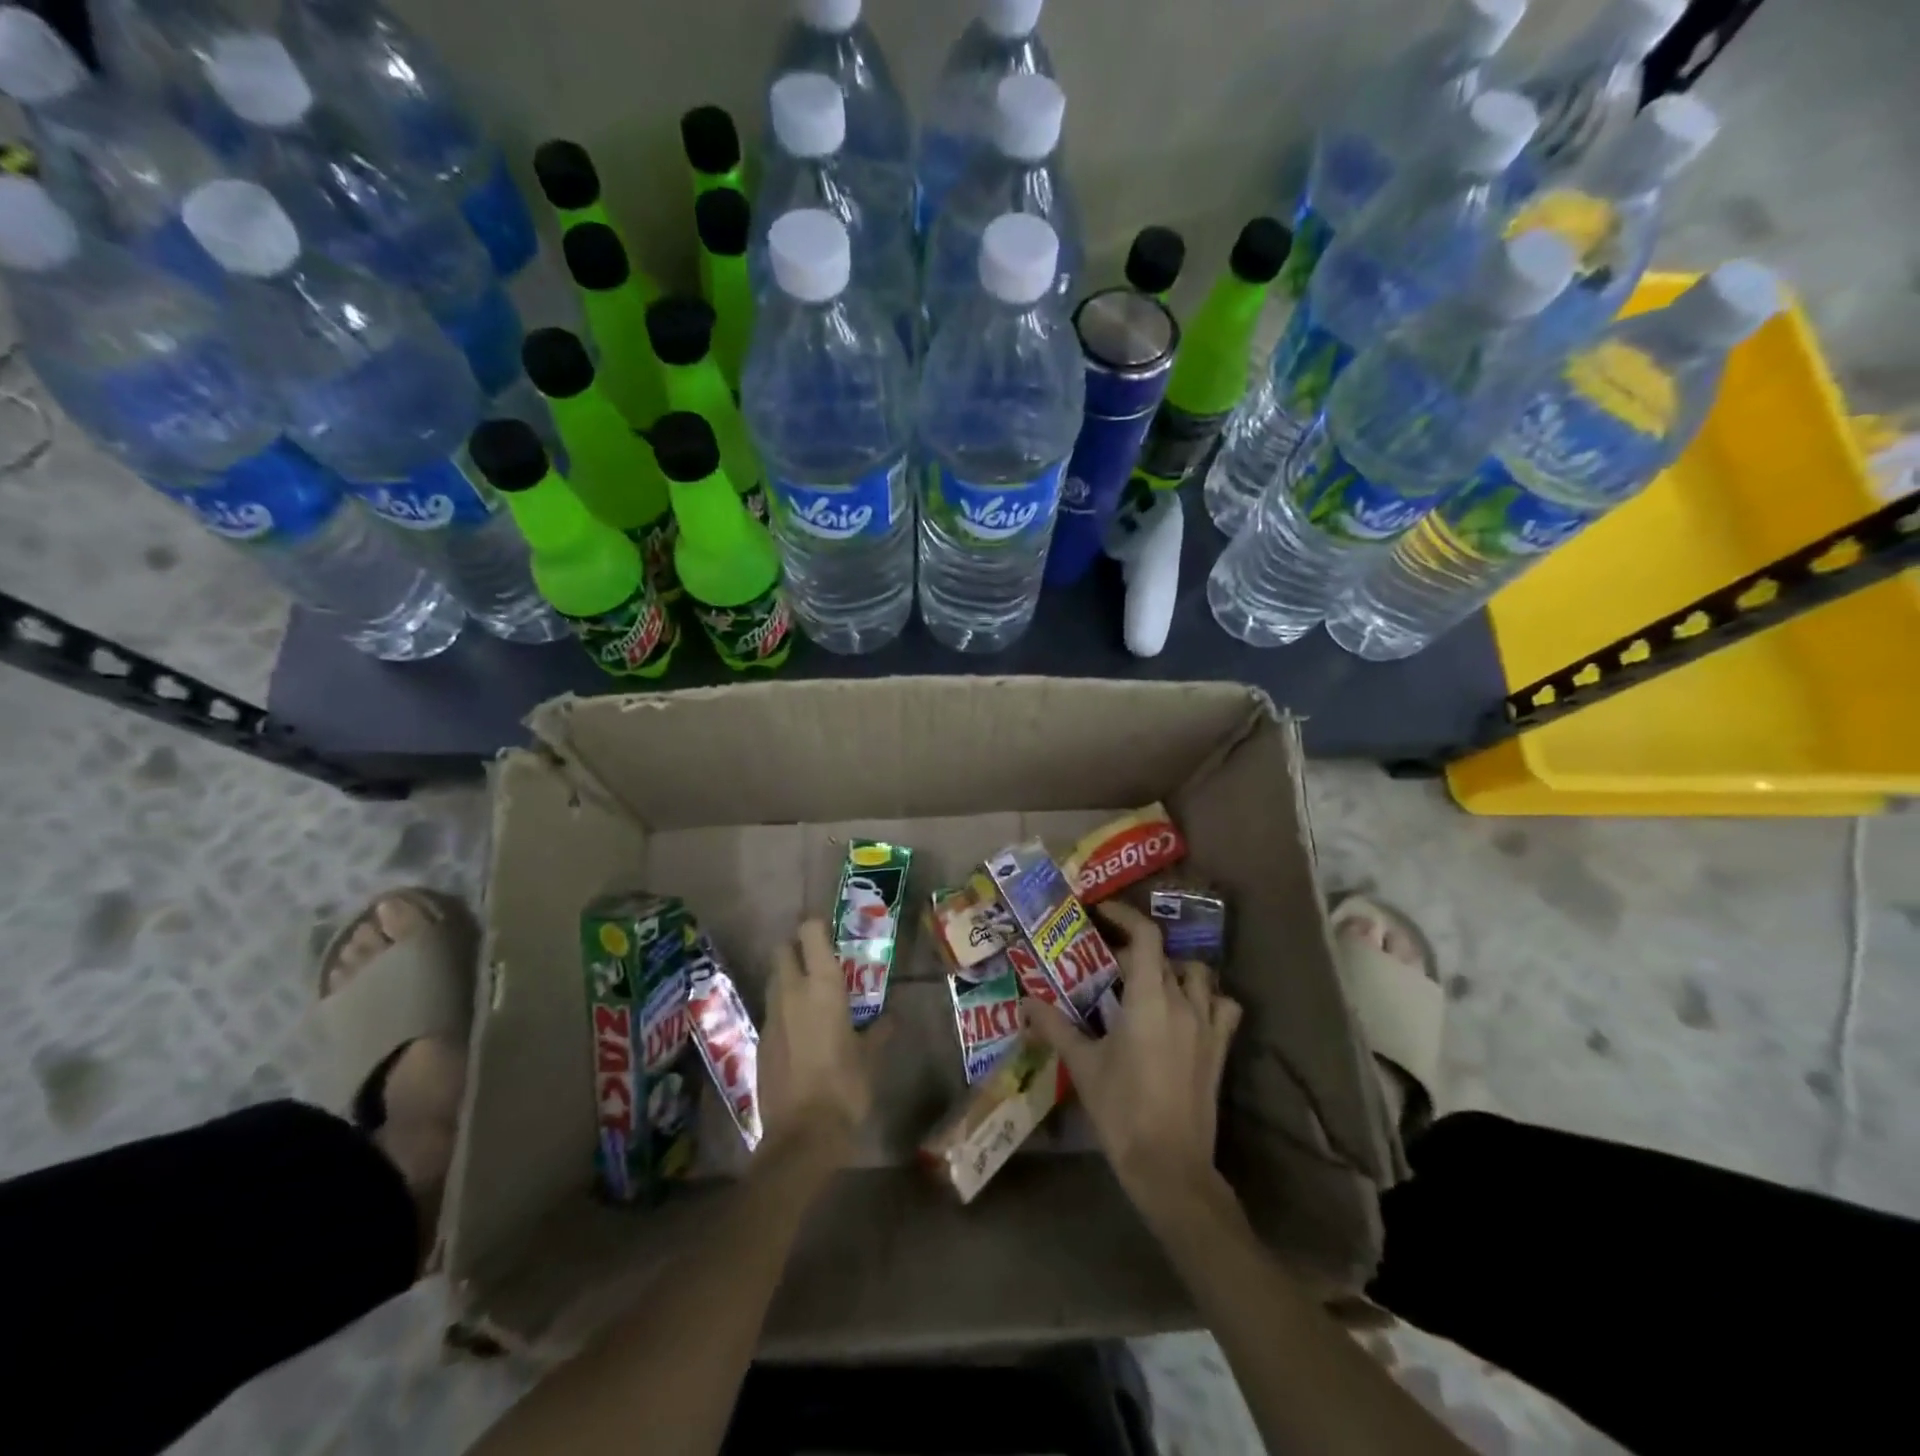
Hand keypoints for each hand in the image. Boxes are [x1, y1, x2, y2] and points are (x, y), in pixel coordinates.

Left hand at [756, 919, 881, 1163]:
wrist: (802, 1135)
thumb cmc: (845, 1086)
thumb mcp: (870, 1056)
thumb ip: (879, 1031)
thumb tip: (891, 1018)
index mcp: (821, 986)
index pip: (810, 933)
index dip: (817, 926)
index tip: (829, 931)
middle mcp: (791, 992)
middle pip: (782, 950)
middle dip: (795, 948)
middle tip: (817, 960)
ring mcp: (771, 1018)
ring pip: (773, 981)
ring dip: (787, 979)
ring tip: (810, 996)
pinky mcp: (760, 1043)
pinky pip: (771, 1014)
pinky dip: (783, 1012)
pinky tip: (800, 1033)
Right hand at [1025, 899, 1241, 1221]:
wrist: (1169, 1166)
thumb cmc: (1121, 1110)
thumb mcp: (1083, 1065)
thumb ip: (1054, 1026)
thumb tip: (1025, 1001)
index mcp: (1148, 999)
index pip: (1146, 936)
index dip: (1126, 915)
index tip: (1102, 912)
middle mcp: (1183, 1002)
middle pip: (1165, 954)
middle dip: (1136, 949)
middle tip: (1107, 962)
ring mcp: (1208, 1026)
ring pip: (1199, 975)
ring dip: (1174, 969)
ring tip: (1149, 983)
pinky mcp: (1220, 1049)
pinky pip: (1223, 1007)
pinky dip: (1208, 998)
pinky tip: (1187, 1011)